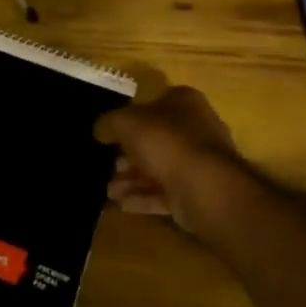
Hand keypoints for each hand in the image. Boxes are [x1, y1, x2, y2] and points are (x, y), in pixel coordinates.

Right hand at [95, 86, 252, 233]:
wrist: (205, 187)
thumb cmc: (166, 141)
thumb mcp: (126, 123)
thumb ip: (109, 123)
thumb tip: (100, 129)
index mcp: (184, 102)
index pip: (154, 103)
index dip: (131, 117)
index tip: (111, 134)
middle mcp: (196, 129)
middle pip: (155, 139)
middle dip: (129, 155)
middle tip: (108, 166)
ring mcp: (199, 163)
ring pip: (159, 168)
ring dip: (132, 179)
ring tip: (110, 191)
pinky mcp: (198, 192)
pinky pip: (165, 193)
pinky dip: (144, 198)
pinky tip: (121, 204)